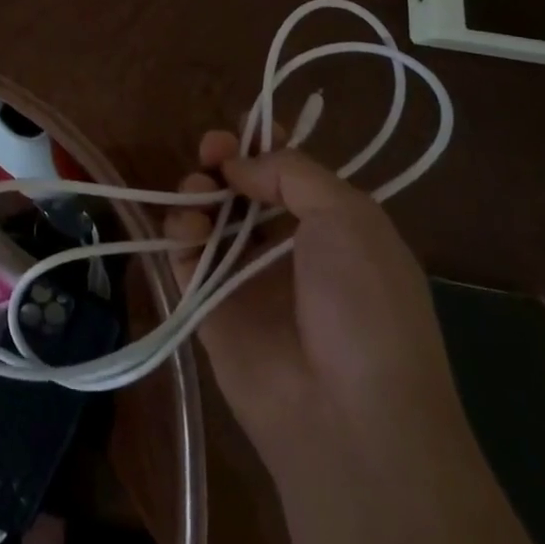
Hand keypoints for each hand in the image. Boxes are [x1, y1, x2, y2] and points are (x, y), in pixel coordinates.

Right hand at [163, 133, 463, 470]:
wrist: (351, 416)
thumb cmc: (365, 304)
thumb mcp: (349, 216)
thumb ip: (291, 171)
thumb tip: (238, 165)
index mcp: (330, 227)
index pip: (288, 171)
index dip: (264, 143)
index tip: (243, 127)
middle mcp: (286, 247)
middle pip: (242, 187)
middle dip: (224, 159)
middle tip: (213, 150)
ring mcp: (244, 277)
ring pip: (208, 215)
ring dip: (198, 189)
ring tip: (200, 191)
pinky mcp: (208, 306)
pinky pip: (184, 256)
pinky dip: (179, 231)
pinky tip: (190, 228)